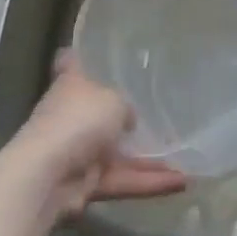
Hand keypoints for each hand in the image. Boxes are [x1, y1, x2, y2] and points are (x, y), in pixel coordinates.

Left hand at [9, 52, 188, 215]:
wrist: (48, 174)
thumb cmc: (79, 119)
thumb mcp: (114, 100)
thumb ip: (125, 108)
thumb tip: (128, 121)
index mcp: (72, 85)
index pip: (71, 63)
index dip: (77, 57)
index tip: (85, 51)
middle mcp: (73, 115)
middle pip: (100, 114)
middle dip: (126, 120)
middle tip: (163, 119)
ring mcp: (79, 151)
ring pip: (119, 155)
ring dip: (150, 162)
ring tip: (188, 165)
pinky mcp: (86, 184)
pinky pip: (122, 180)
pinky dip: (147, 182)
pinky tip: (180, 183)